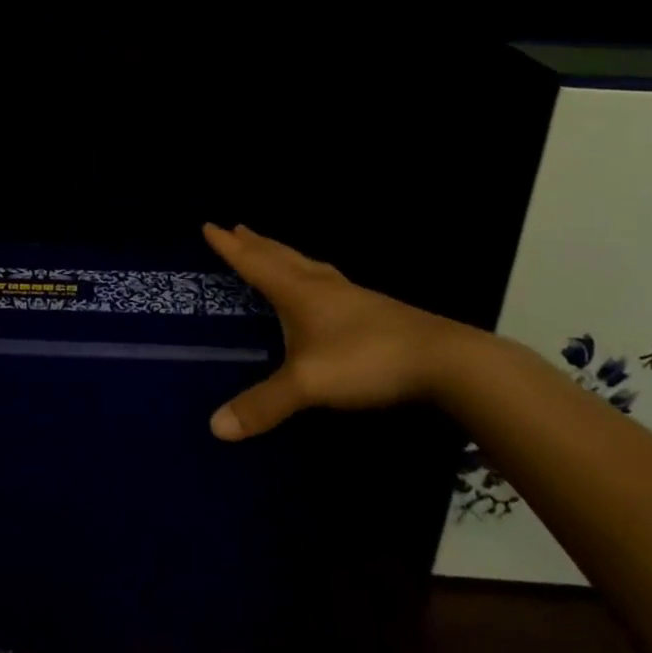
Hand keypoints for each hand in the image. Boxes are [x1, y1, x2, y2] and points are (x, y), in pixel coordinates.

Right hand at [204, 223, 468, 439]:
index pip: (255, 264)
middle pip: (281, 256)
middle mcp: (321, 286)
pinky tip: (321, 288)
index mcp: (298, 292)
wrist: (441, 360)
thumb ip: (264, 404)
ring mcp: (350, 296)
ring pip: (307, 266)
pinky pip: (327, 281)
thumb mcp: (308, 384)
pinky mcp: (373, 310)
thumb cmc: (365, 360)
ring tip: (272, 249)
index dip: (230, 248)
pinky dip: (310, 274)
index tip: (209, 225)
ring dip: (283, 255)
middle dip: (255, 244)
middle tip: (236, 227)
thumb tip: (216, 427)